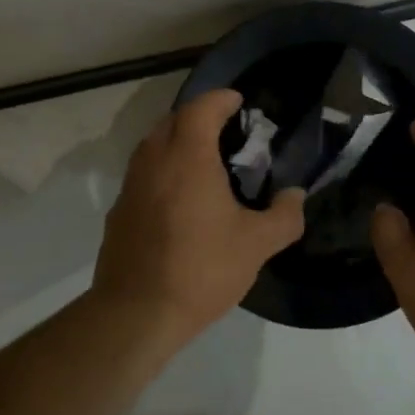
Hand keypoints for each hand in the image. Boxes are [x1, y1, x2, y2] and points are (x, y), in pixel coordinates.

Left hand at [93, 89, 305, 345]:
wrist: (135, 315)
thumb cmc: (201, 269)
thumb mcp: (256, 245)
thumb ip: (284, 216)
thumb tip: (295, 196)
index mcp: (188, 157)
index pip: (201, 108)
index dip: (221, 99)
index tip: (239, 102)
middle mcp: (155, 161)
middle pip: (173, 120)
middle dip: (198, 117)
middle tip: (226, 131)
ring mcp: (131, 186)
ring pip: (153, 146)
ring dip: (177, 141)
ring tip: (205, 161)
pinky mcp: (119, 212)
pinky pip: (143, 174)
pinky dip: (163, 169)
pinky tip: (181, 199)